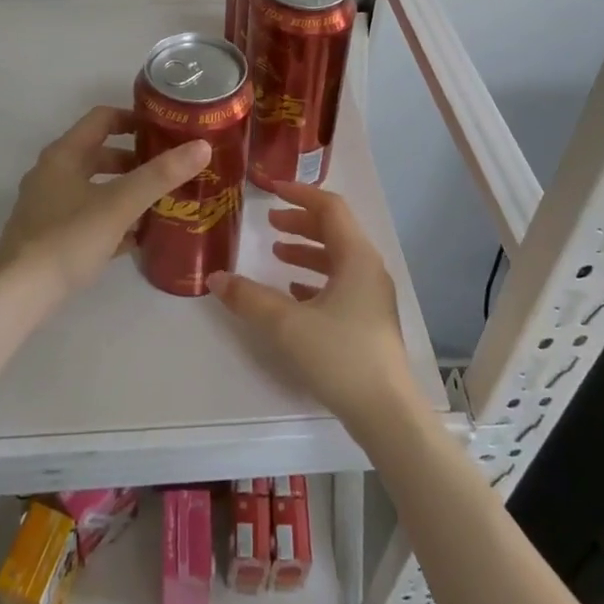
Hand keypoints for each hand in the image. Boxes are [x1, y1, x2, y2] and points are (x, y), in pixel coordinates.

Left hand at [0, 105, 210, 303]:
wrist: (17, 295)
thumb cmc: (68, 239)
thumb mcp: (120, 204)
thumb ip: (160, 175)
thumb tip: (202, 146)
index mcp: (64, 154)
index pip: (103, 119)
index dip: (135, 119)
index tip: (166, 130)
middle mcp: (52, 173)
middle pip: (99, 153)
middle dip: (135, 160)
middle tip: (168, 170)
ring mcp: (47, 205)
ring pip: (94, 186)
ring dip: (124, 190)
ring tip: (159, 202)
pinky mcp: (47, 235)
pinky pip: (87, 215)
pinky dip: (111, 217)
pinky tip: (135, 237)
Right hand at [208, 179, 422, 431]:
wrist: (388, 413)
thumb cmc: (340, 356)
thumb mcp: (287, 325)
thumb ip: (249, 298)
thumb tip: (216, 277)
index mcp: (356, 257)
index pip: (330, 208)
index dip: (300, 194)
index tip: (272, 189)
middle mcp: (368, 269)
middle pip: (334, 231)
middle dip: (301, 222)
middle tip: (269, 222)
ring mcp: (372, 296)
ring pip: (337, 259)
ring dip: (307, 251)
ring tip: (277, 253)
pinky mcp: (369, 321)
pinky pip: (341, 285)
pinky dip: (315, 279)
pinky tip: (293, 293)